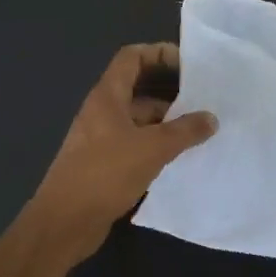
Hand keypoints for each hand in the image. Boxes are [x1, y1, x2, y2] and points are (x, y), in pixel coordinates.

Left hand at [25, 44, 216, 262]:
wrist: (64, 223)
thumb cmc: (105, 174)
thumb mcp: (152, 148)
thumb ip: (185, 131)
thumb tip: (211, 118)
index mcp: (107, 97)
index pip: (132, 57)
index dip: (158, 53)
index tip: (188, 63)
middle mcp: (102, 112)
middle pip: (138, 87)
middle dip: (170, 90)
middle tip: (204, 98)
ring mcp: (101, 138)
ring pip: (139, 118)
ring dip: (167, 120)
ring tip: (200, 128)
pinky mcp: (104, 163)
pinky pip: (135, 143)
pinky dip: (157, 144)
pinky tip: (180, 156)